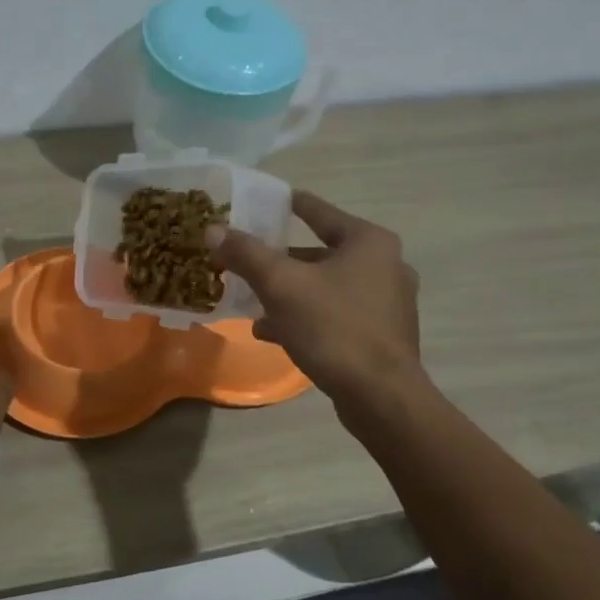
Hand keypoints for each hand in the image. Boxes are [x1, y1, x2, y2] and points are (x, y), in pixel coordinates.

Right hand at [208, 190, 424, 414]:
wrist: (380, 397)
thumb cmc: (333, 328)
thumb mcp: (281, 285)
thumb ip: (246, 254)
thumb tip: (213, 229)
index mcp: (368, 242)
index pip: (319, 212)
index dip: (288, 205)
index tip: (264, 202)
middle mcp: (385, 265)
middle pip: (320, 253)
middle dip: (281, 260)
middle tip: (247, 260)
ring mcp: (386, 303)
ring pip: (325, 288)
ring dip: (289, 293)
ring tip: (252, 302)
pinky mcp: (381, 335)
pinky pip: (335, 315)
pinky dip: (305, 318)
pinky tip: (272, 332)